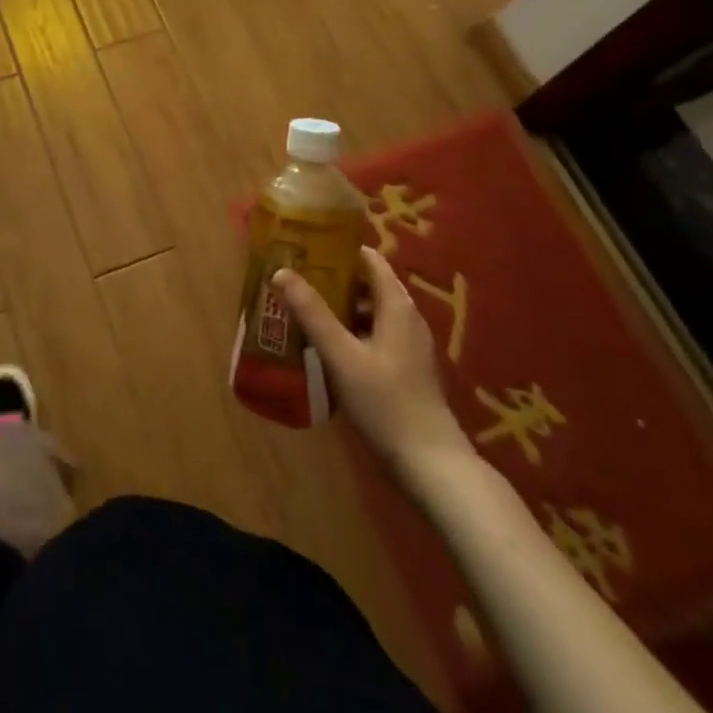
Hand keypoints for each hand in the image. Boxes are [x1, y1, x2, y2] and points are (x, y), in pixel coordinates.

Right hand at [273, 246, 472, 477]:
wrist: (431, 465)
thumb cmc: (386, 403)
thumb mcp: (342, 356)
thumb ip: (312, 313)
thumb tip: (281, 272)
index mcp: (397, 306)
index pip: (369, 260)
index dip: (339, 250)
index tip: (305, 247)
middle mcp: (406, 319)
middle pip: (367, 285)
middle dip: (331, 280)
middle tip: (294, 279)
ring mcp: (408, 347)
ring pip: (369, 313)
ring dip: (337, 308)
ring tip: (300, 310)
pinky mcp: (404, 371)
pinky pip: (372, 337)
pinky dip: (348, 333)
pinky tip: (323, 349)